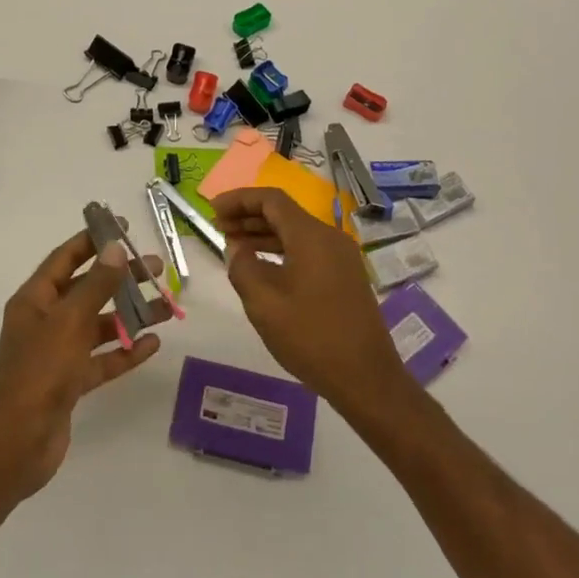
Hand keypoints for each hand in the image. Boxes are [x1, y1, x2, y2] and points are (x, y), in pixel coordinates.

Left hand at [0, 226, 167, 496]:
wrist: (19, 441)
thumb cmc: (40, 371)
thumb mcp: (70, 321)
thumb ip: (96, 285)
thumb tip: (114, 248)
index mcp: (35, 300)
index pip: (64, 259)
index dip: (92, 240)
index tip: (122, 227)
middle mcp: (45, 322)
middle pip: (87, 291)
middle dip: (121, 278)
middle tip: (156, 268)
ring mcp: (58, 354)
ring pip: (99, 326)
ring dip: (130, 315)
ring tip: (166, 306)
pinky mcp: (71, 382)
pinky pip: (102, 359)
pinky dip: (125, 351)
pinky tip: (153, 344)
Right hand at [210, 187, 409, 416]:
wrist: (365, 377)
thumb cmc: (311, 337)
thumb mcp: (263, 303)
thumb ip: (243, 267)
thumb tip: (237, 249)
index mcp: (311, 237)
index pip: (271, 200)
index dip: (239, 200)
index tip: (213, 210)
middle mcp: (330, 238)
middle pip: (284, 213)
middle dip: (249, 216)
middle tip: (218, 227)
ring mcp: (341, 258)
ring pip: (296, 233)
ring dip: (263, 235)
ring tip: (233, 245)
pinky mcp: (345, 277)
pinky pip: (307, 251)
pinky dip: (281, 251)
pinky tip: (261, 267)